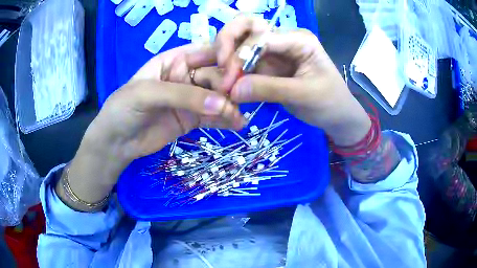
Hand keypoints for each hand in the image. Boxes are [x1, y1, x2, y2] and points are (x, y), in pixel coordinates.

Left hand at [59, 44, 244, 210]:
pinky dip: (225, 120)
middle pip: (215, 75)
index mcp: (174, 60)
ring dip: (230, 105)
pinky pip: (212, 117)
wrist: (116, 142)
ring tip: (239, 118)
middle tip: (239, 99)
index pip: (206, 52)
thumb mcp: (148, 94)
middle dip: (228, 86)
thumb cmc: (124, 109)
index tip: (239, 72)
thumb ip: (182, 95)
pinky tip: (237, 124)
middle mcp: (185, 76)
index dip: (224, 58)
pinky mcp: (192, 119)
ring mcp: (190, 98)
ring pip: (217, 97)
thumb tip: (221, 103)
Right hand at [201, 16, 371, 146]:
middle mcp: (283, 39)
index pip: (261, 35)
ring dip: (227, 58)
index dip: (240, 53)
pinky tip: (228, 86)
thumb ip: (269, 89)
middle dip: (228, 42)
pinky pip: (243, 63)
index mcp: (298, 39)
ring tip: (222, 80)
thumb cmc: (330, 102)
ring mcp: (273, 52)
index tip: (229, 80)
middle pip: (246, 26)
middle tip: (220, 67)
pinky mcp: (266, 67)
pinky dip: (232, 72)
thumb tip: (232, 90)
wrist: (337, 115)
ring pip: (241, 43)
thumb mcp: (304, 95)